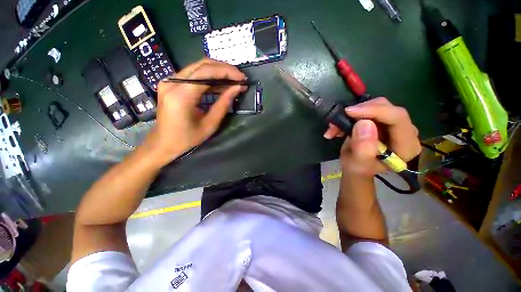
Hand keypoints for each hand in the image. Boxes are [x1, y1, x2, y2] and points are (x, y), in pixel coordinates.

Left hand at [142, 58, 246, 165]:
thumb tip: (237, 88)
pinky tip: (220, 84)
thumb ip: (224, 104)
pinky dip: (209, 77)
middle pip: (202, 65)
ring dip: (218, 72)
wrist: (163, 143)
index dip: (227, 72)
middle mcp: (172, 83)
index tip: (242, 78)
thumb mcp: (210, 124)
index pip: (206, 73)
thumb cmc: (187, 138)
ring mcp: (170, 81)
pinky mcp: (171, 83)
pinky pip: (193, 74)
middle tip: (240, 78)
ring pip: (198, 67)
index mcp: (181, 96)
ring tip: (233, 81)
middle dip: (225, 69)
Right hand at [323, 97, 420, 176]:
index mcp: (406, 146)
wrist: (355, 168)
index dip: (374, 111)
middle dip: (360, 112)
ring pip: (376, 106)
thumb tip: (364, 123)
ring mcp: (395, 125)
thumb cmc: (357, 169)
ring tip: (334, 127)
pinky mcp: (384, 121)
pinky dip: (351, 116)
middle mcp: (406, 132)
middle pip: (387, 109)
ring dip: (352, 115)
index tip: (349, 112)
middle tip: (339, 119)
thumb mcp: (358, 165)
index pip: (397, 118)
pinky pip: (369, 109)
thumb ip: (363, 149)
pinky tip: (339, 126)